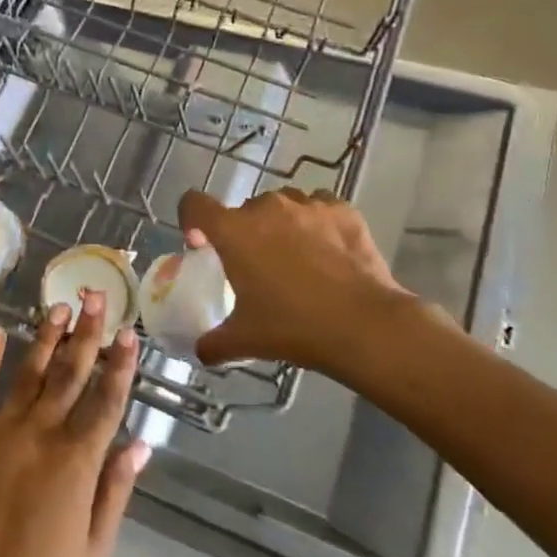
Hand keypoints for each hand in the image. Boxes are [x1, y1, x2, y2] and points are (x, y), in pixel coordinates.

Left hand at [0, 295, 149, 556]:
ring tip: (58, 307)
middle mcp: (38, 438)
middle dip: (85, 334)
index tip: (129, 332)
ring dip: (44, 339)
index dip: (120, 365)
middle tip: (95, 295)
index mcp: (76, 465)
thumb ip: (115, 491)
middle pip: (68, 375)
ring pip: (28, 376)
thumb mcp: (94, 553)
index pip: (105, 401)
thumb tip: (141, 445)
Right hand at [178, 188, 417, 380]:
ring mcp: (307, 205)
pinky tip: (328, 253)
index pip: (194, 204)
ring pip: (282, 206)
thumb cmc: (294, 327)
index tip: (202, 243)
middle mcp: (266, 208)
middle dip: (245, 233)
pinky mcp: (342, 210)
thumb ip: (214, 343)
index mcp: (233, 231)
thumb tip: (202, 351)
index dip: (192, 220)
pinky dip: (316, 224)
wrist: (365, 325)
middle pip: (243, 211)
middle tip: (257, 267)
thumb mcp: (245, 340)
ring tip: (297, 260)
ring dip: (281, 226)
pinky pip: (318, 208)